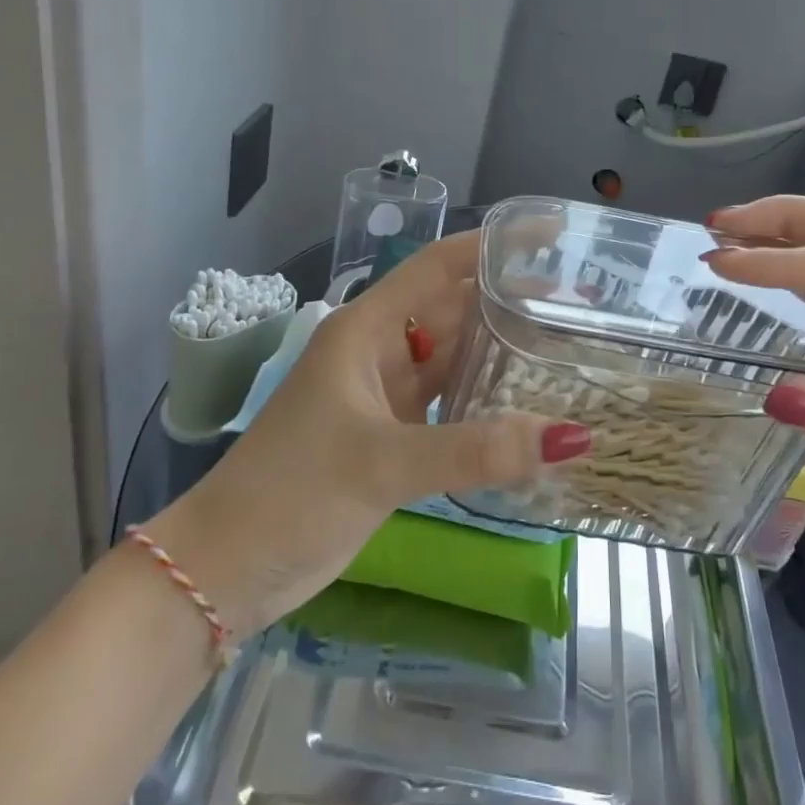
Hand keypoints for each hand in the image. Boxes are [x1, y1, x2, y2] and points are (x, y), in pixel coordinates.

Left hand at [147, 232, 589, 639]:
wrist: (227, 567)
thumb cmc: (291, 492)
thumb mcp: (382, 463)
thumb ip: (474, 451)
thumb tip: (570, 438)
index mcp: (366, 329)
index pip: (438, 266)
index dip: (491, 245)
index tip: (549, 237)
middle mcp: (379, 350)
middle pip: (453, 307)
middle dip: (508, 297)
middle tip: (577, 300)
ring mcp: (386, 394)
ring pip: (454, 355)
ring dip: (500, 347)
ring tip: (563, 342)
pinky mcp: (392, 435)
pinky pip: (450, 401)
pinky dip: (486, 398)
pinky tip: (525, 403)